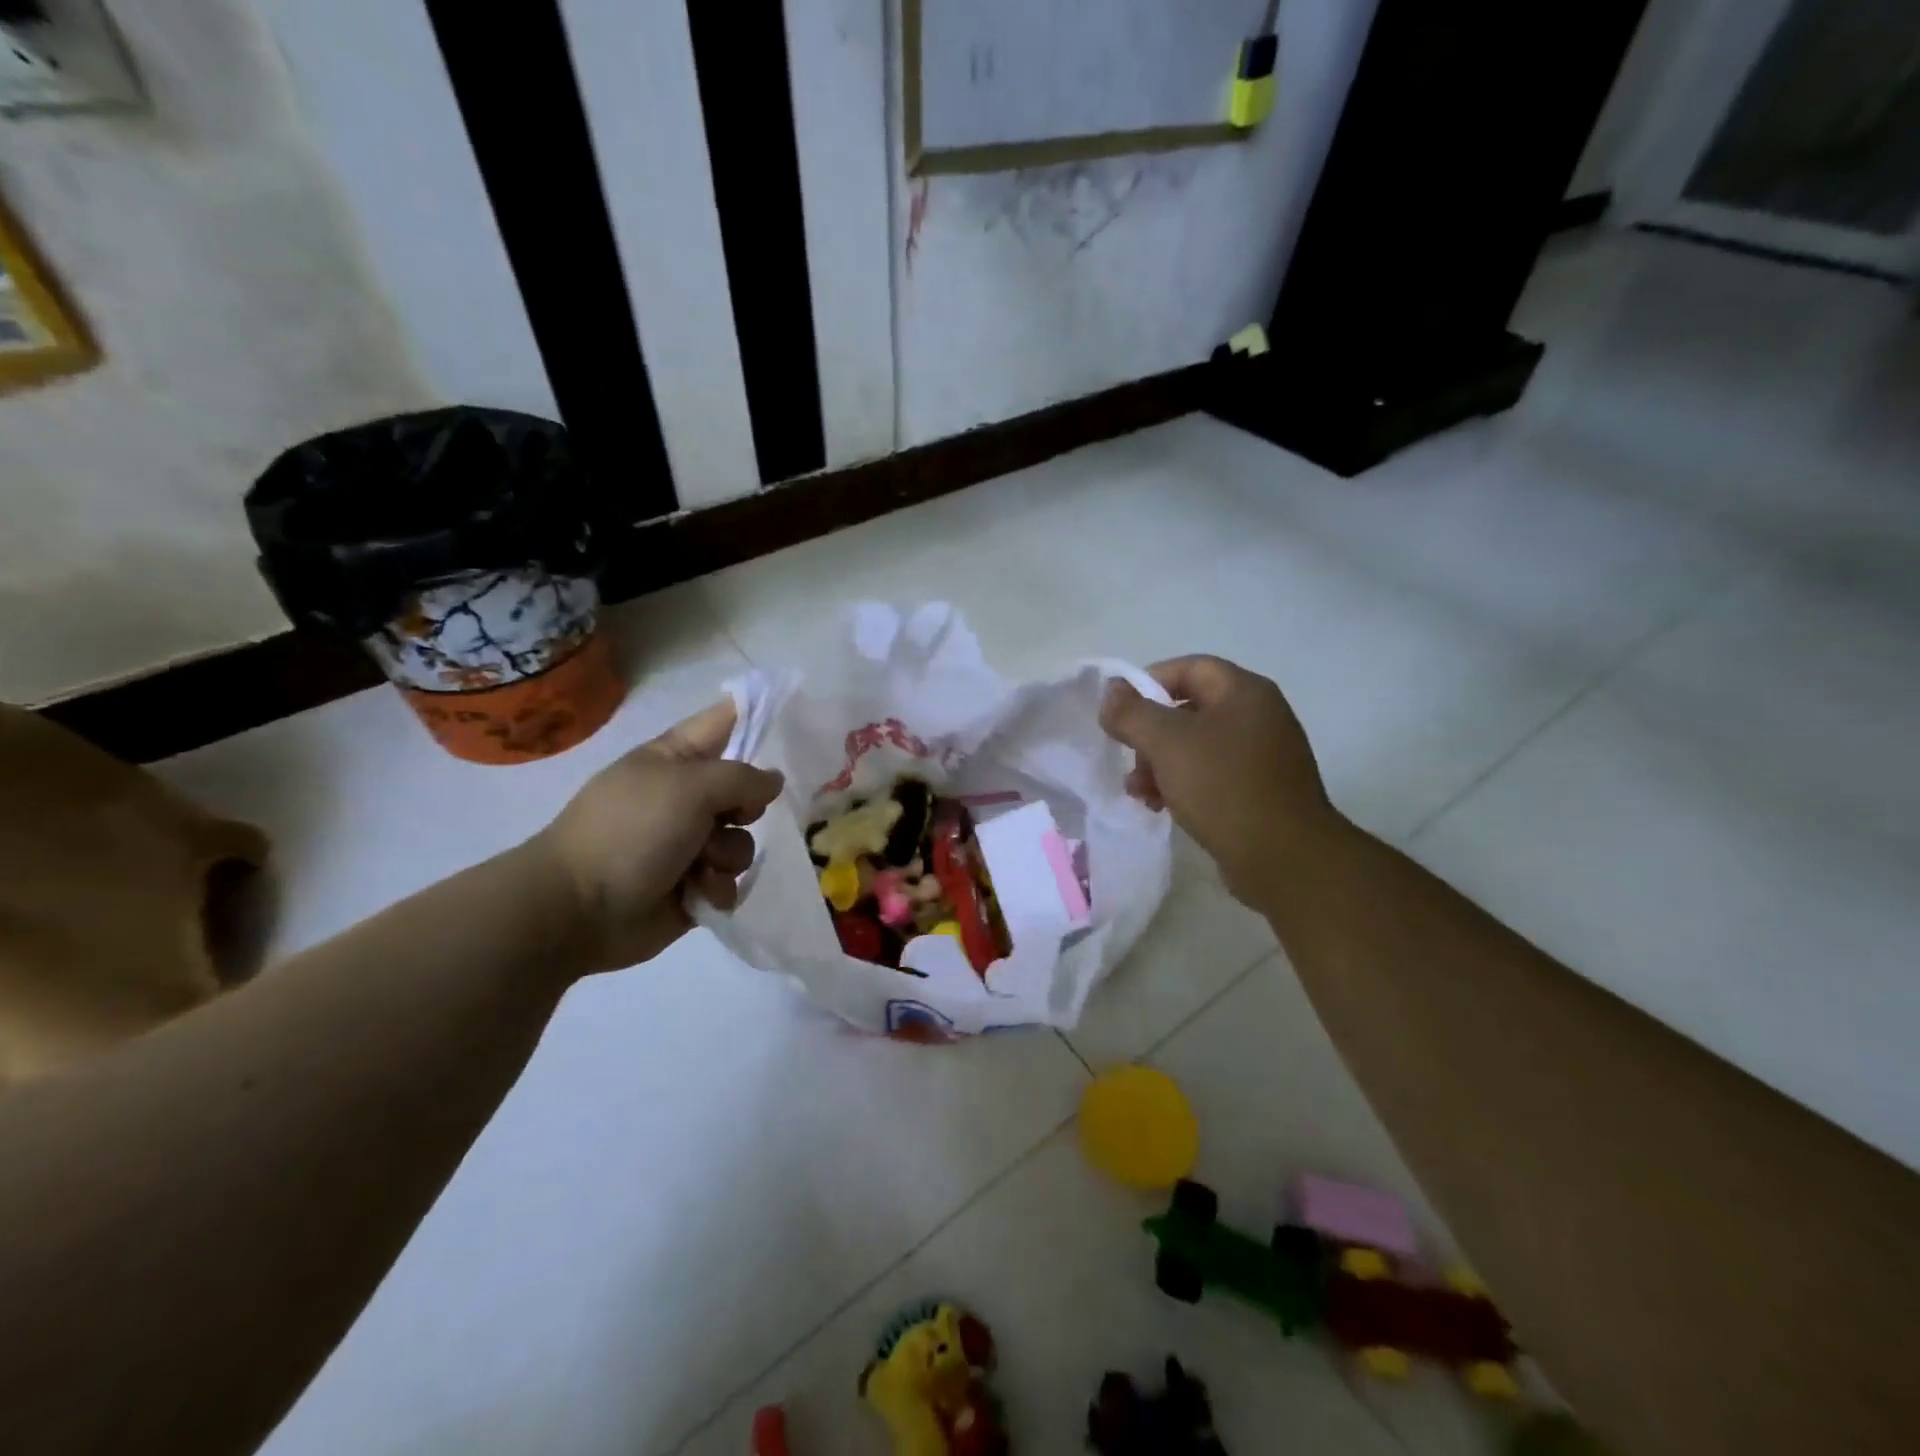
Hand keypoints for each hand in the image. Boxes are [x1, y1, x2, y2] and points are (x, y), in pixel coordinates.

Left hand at [527, 699, 783, 973]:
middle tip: (734, 815)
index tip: (795, 717)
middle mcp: (685, 797)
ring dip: (727, 855)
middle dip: (747, 806)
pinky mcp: (693, 884)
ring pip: (742, 840)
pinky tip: (698, 893)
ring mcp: (689, 842)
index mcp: (675, 759)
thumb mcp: (690, 787)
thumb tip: (773, 781)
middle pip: (745, 788)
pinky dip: (718, 887)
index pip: (725, 723)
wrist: (577, 909)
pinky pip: (731, 879)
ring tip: (699, 866)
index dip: (757, 716)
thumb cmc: (631, 831)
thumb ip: (742, 777)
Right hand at [1100, 656, 1340, 904]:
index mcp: (1244, 692)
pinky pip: (1211, 775)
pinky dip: (1182, 784)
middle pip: (1189, 709)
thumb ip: (1132, 712)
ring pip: (1196, 746)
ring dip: (1159, 764)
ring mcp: (1262, 755)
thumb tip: (1111, 691)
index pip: (1188, 667)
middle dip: (1150, 734)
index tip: (1120, 713)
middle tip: (1129, 760)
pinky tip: (1162, 807)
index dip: (1148, 683)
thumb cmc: (1224, 787)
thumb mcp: (1167, 743)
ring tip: (1140, 793)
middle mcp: (1258, 716)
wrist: (1285, 858)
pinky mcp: (1259, 790)